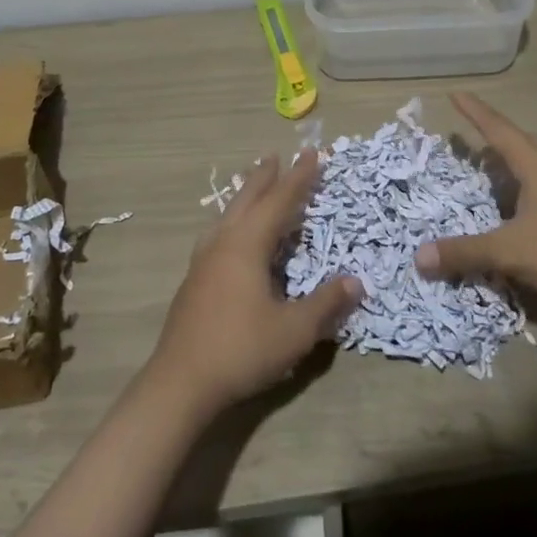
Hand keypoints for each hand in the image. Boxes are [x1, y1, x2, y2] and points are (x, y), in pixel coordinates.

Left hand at [147, 151, 361, 414]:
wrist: (180, 383)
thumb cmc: (240, 350)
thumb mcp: (294, 331)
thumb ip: (326, 304)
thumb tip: (356, 281)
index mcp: (247, 244)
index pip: (279, 201)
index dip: (299, 177)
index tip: (313, 154)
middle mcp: (223, 242)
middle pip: (247, 199)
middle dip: (265, 177)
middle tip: (276, 156)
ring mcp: (203, 260)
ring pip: (228, 214)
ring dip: (245, 196)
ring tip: (253, 186)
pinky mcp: (194, 280)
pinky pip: (218, 232)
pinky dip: (233, 219)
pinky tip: (231, 234)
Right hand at [415, 93, 536, 298]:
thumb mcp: (509, 252)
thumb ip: (465, 252)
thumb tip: (419, 257)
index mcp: (534, 164)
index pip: (497, 129)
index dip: (474, 112)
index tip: (455, 93)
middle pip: (517, 141)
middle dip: (491, 135)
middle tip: (468, 134)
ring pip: (532, 162)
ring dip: (508, 161)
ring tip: (489, 166)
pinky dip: (521, 184)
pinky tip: (516, 205)